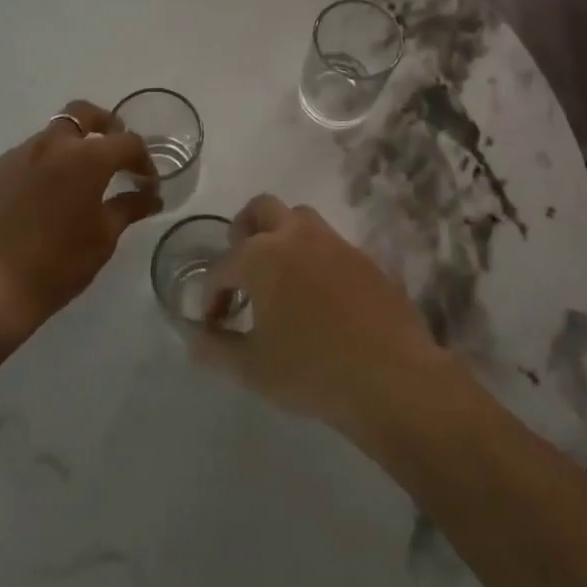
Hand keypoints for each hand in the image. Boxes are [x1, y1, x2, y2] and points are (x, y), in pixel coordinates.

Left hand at [0, 100, 159, 348]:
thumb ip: (128, 209)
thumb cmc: (55, 265)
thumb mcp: (102, 239)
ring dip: (70, 149)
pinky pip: (23, 160)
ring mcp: (15, 157)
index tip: (147, 184)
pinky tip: (40, 202)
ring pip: (50, 136)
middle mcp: (50, 145)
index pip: (126, 142)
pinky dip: (41, 169)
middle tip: (114, 153)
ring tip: (76, 184)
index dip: (143, 160)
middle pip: (83, 113)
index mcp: (86, 158)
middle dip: (105, 125)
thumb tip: (150, 197)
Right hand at [189, 194, 444, 433]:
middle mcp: (297, 236)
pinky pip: (329, 244)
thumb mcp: (252, 368)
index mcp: (262, 256)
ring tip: (278, 277)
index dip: (209, 295)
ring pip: (299, 218)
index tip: (211, 323)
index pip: (221, 266)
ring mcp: (335, 242)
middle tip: (241, 271)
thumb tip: (194, 335)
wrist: (392, 377)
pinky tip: (317, 295)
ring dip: (281, 236)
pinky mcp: (364, 258)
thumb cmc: (312, 371)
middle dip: (243, 232)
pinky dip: (313, 258)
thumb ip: (216, 347)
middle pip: (261, 209)